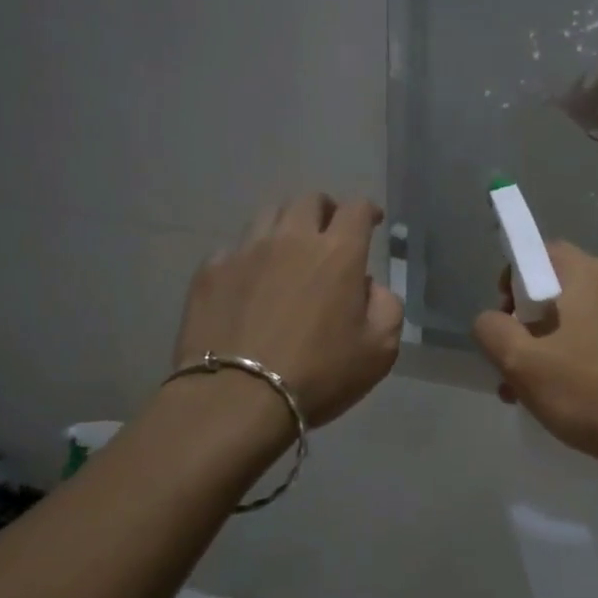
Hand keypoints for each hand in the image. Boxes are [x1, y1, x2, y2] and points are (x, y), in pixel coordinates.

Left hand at [174, 194, 402, 427]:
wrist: (237, 397)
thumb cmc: (319, 375)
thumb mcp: (380, 351)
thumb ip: (387, 307)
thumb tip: (368, 286)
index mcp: (338, 253)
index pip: (356, 209)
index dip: (368, 211)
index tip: (372, 222)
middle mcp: (291, 238)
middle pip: (309, 200)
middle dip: (325, 210)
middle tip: (329, 231)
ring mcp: (245, 250)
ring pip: (268, 214)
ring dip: (286, 225)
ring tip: (288, 249)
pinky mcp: (211, 270)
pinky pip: (235, 247)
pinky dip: (250, 255)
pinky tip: (251, 279)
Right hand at [472, 242, 597, 465]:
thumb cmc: (583, 390)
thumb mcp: (519, 361)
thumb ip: (492, 330)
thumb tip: (491, 321)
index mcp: (589, 275)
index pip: (541, 253)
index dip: (513, 280)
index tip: (504, 317)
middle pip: (556, 289)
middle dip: (525, 322)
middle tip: (511, 359)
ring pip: (574, 319)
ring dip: (544, 346)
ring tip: (524, 390)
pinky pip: (596, 338)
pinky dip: (572, 356)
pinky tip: (560, 395)